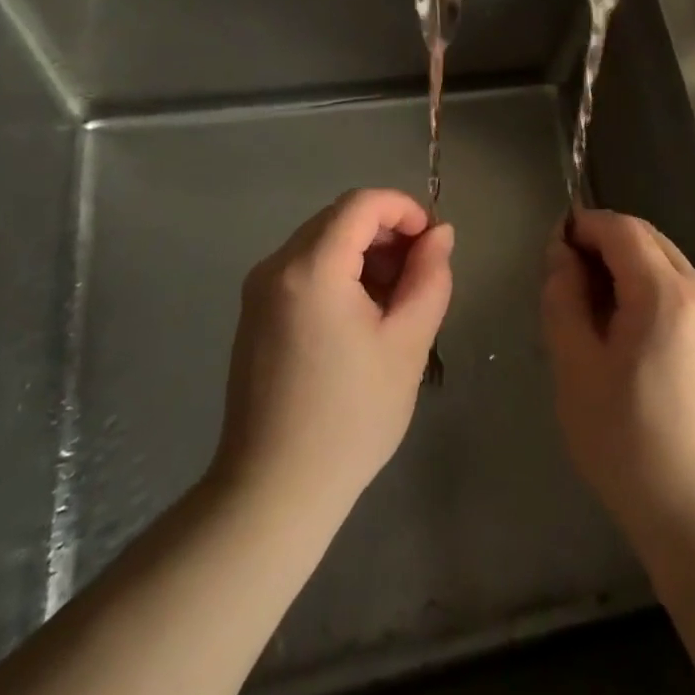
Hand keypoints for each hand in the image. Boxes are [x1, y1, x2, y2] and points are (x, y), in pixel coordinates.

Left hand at [212, 189, 452, 525]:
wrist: (273, 491)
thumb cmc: (350, 417)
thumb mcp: (407, 343)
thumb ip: (429, 277)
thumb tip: (440, 234)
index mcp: (311, 267)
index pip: (362, 203)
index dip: (405, 209)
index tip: (433, 243)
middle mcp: (276, 266)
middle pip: (340, 218)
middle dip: (387, 233)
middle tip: (420, 276)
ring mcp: (259, 290)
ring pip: (322, 242)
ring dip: (365, 254)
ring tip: (395, 301)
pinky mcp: (255, 314)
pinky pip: (304, 269)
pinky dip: (339, 273)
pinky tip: (362, 318)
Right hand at [542, 210, 694, 557]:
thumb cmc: (630, 444)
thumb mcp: (577, 370)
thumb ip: (564, 300)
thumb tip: (562, 256)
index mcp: (667, 293)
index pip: (622, 228)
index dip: (583, 226)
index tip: (550, 249)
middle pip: (646, 239)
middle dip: (602, 243)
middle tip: (563, 280)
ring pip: (663, 263)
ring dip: (623, 266)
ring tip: (587, 308)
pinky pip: (677, 291)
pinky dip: (644, 289)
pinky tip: (621, 332)